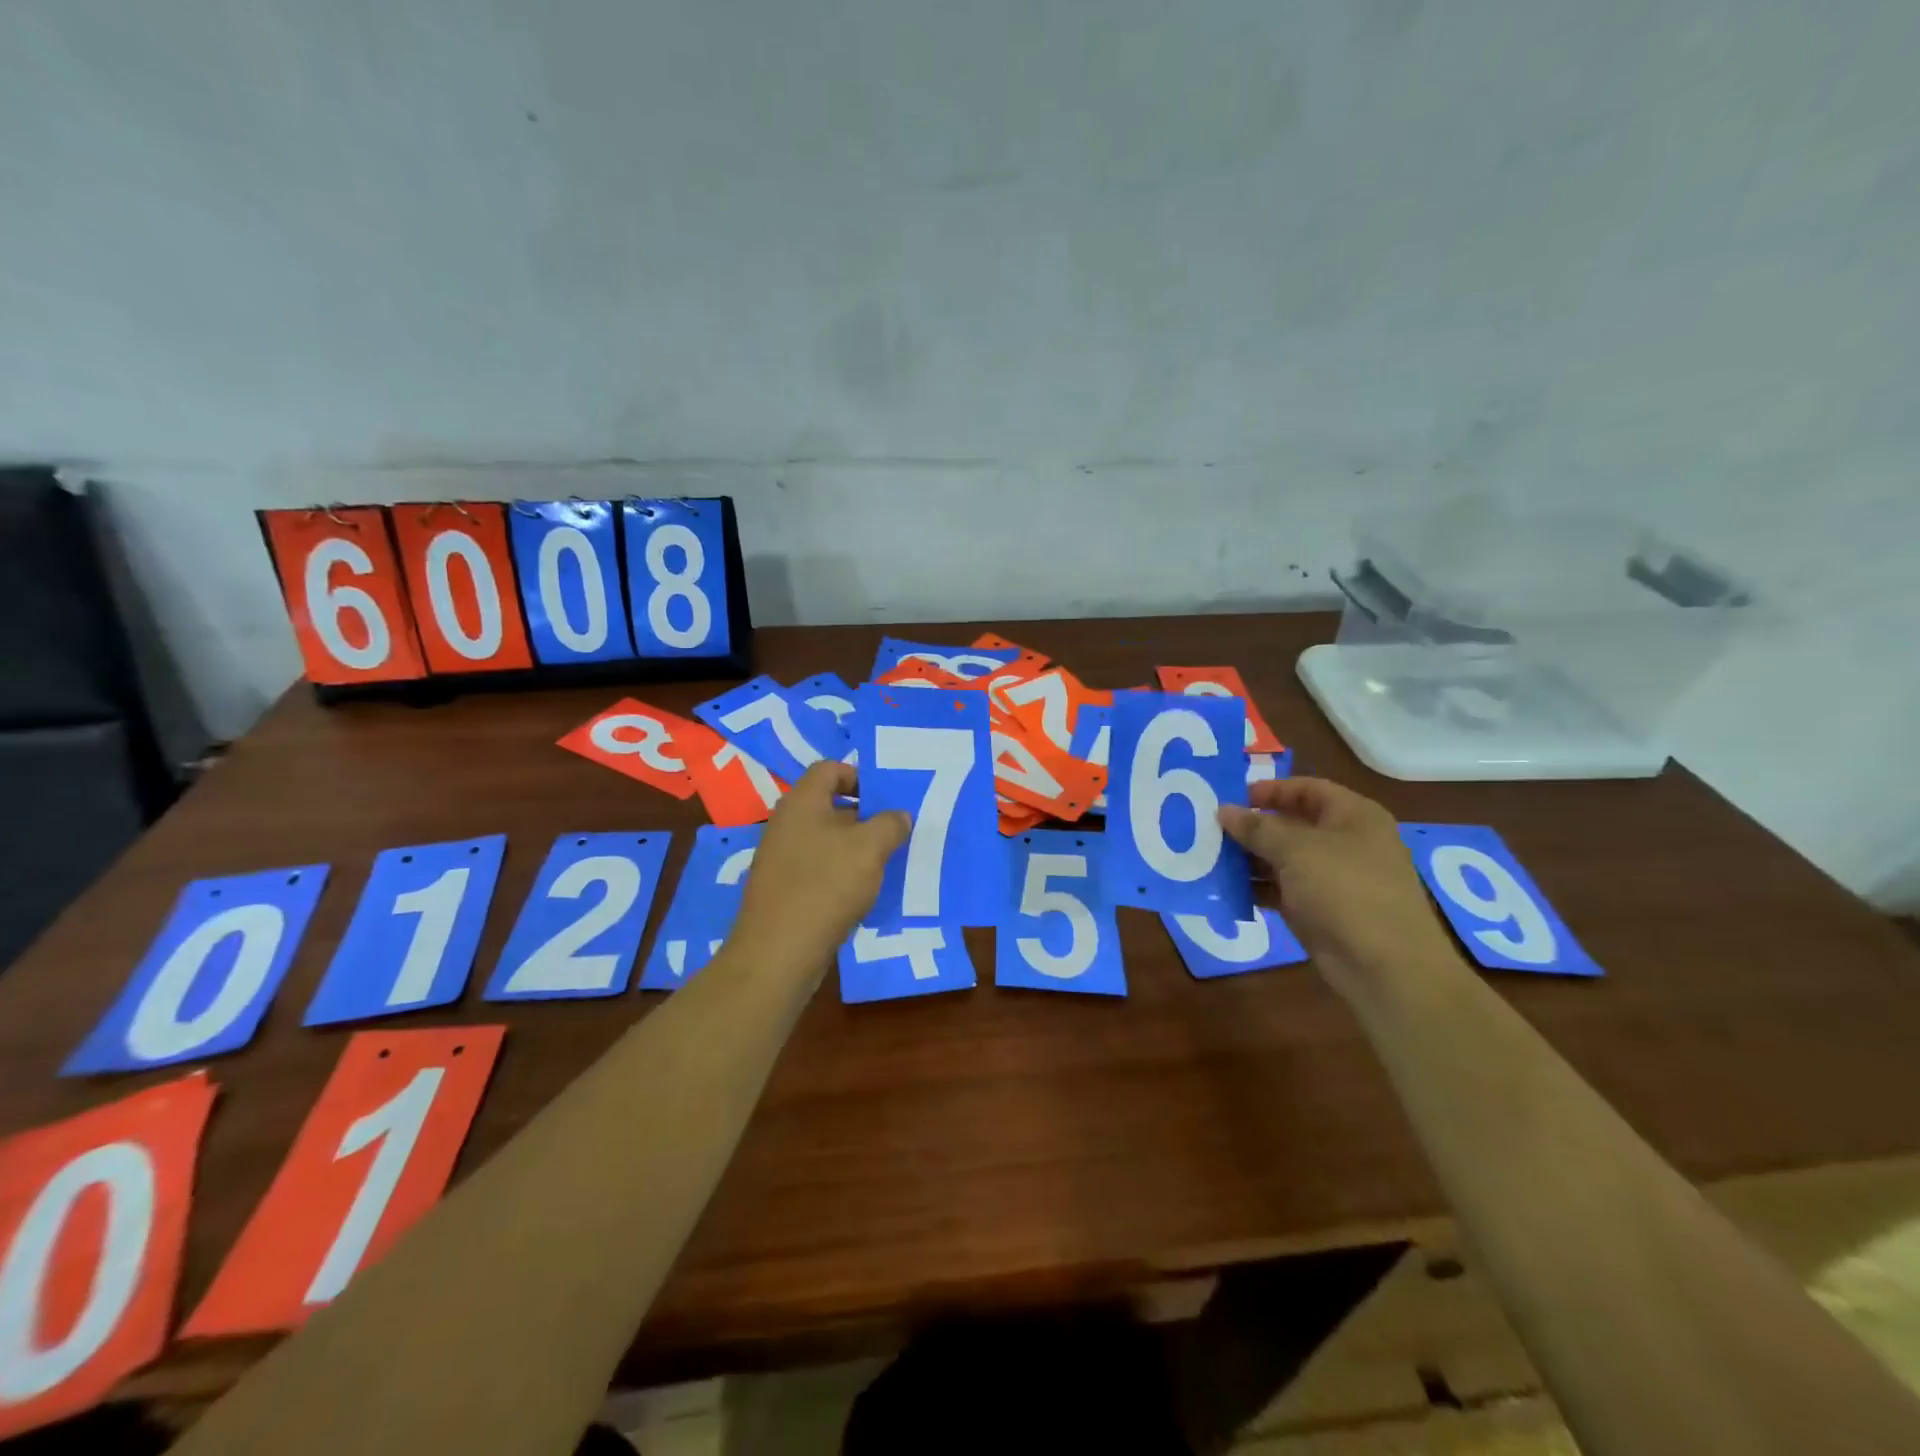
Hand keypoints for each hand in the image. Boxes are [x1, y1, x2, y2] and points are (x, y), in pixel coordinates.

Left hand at [728, 762, 910, 974]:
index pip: (829, 769)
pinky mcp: (781, 889)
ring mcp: (780, 858)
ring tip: (883, 864)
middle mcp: (786, 823)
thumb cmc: (827, 884)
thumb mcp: (870, 848)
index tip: (885, 798)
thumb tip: (899, 815)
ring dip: (853, 848)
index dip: (859, 776)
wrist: (780, 950)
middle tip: (893, 831)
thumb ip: (890, 824)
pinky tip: (860, 893)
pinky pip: (815, 869)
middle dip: (863, 816)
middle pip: (828, 805)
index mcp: (802, 802)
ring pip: (824, 840)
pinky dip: (838, 874)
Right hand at [1217, 778, 1467, 1006]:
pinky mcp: (1320, 910)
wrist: (1384, 966)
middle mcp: (1346, 843)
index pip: (1308, 789)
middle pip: (1292, 824)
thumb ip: (1257, 828)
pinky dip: (1257, 888)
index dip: (1272, 790)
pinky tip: (1227, 889)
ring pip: (1284, 859)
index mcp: (1353, 816)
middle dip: (1253, 827)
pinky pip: (1282, 890)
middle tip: (1212, 829)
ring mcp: (1334, 879)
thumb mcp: (1296, 850)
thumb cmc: (1345, 890)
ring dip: (1249, 859)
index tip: (1233, 797)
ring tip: (1210, 858)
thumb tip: (1224, 810)